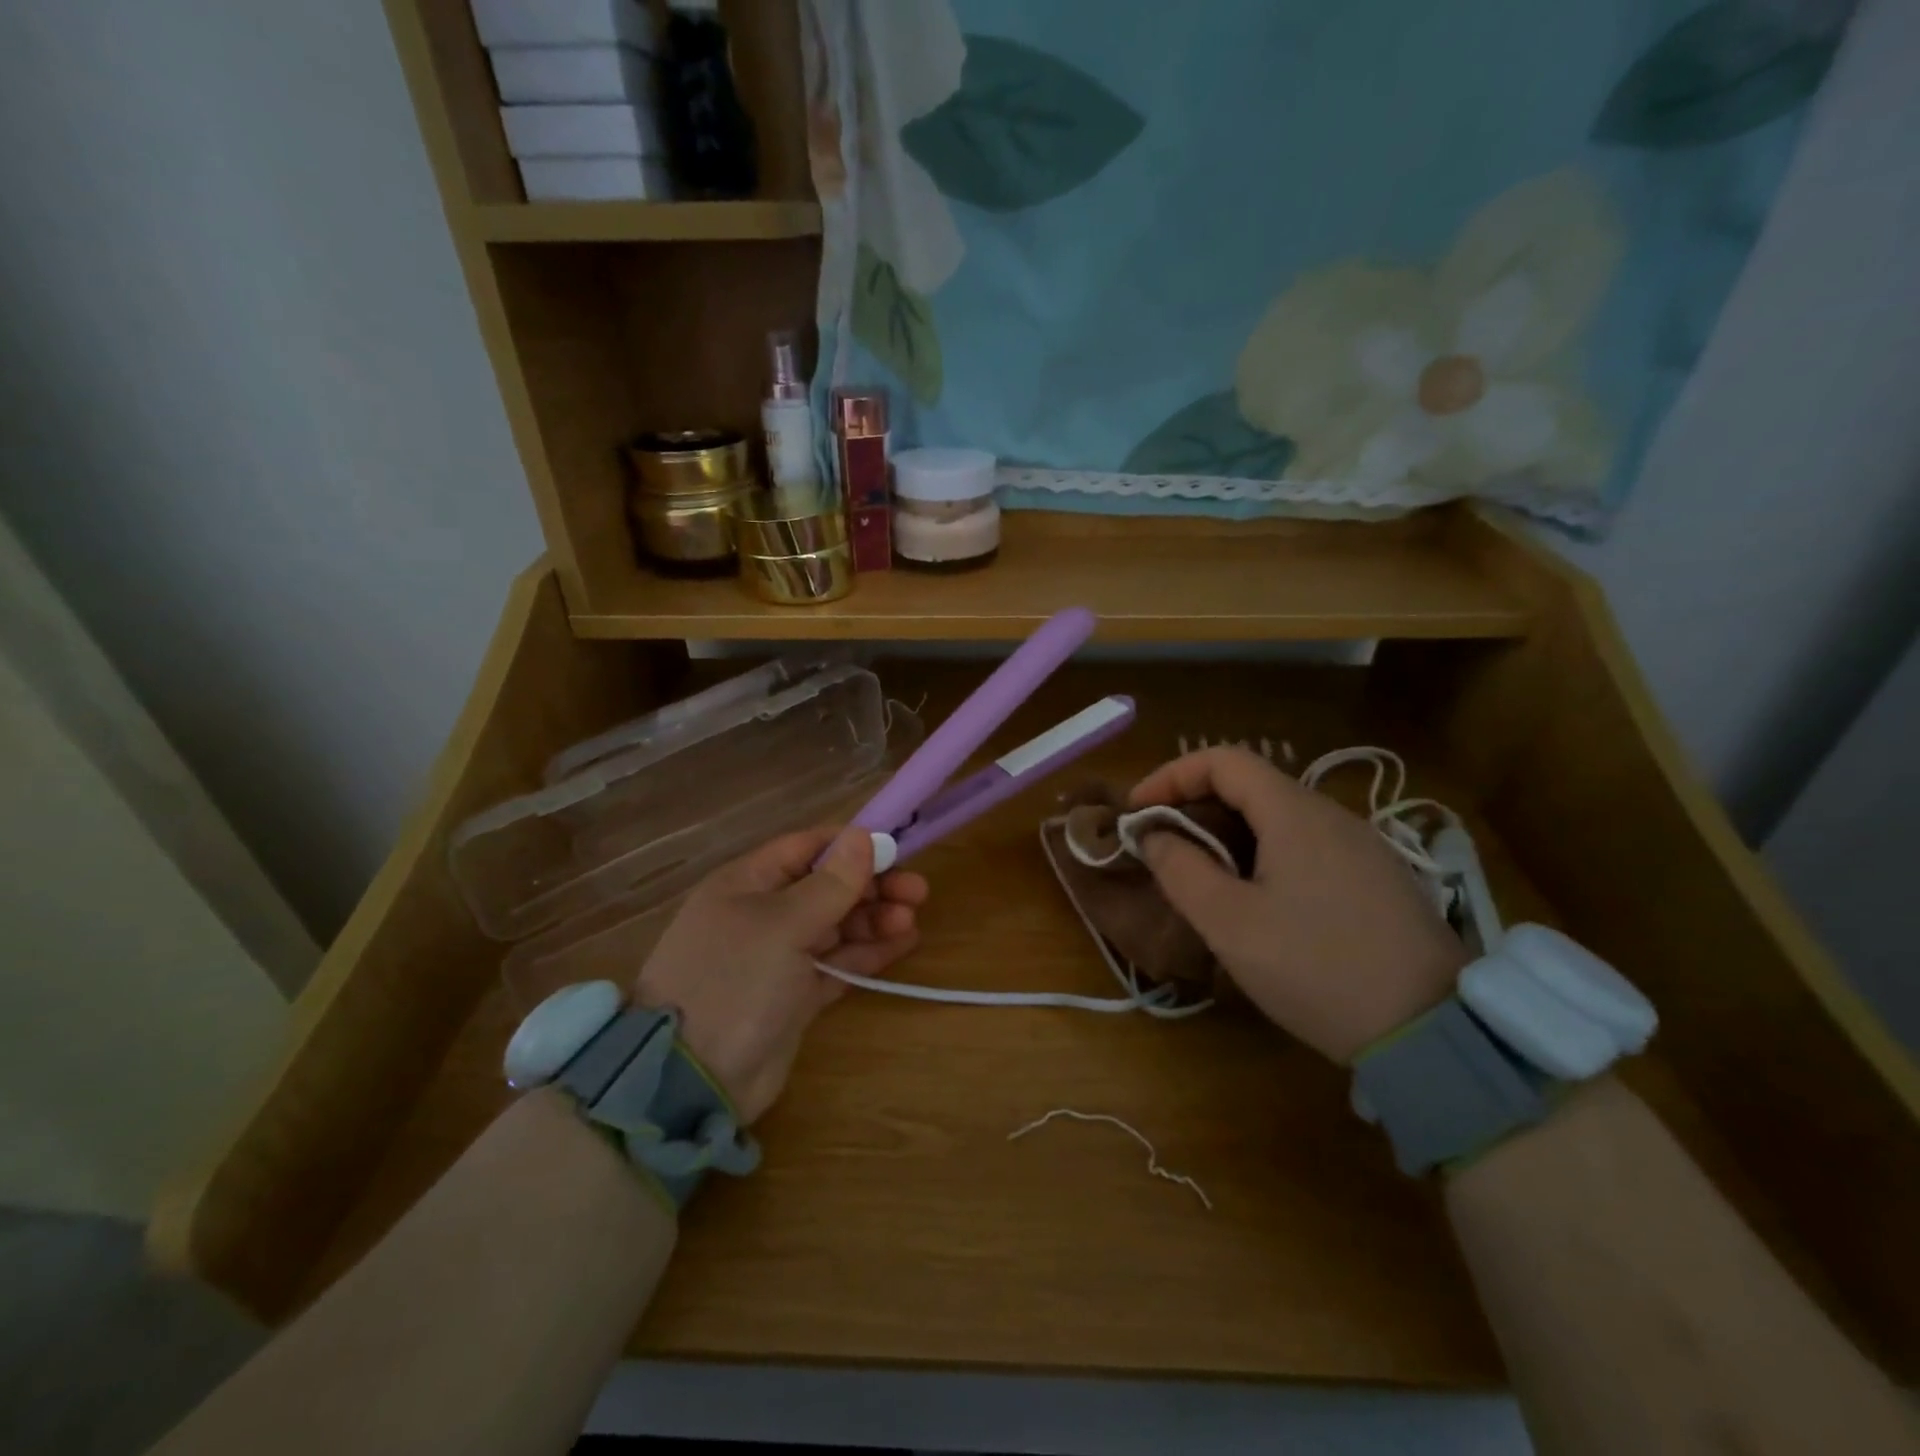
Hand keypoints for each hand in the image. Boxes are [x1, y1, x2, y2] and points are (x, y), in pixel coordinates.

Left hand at [635, 827, 928, 1122]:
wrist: (691, 1081)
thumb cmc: (734, 982)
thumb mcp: (783, 925)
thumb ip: (830, 884)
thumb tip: (862, 836)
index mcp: (748, 883)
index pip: (807, 847)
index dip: (851, 846)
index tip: (896, 850)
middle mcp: (764, 913)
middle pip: (827, 887)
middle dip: (871, 886)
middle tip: (918, 892)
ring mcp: (779, 956)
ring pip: (837, 925)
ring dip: (874, 919)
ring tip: (910, 921)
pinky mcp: (795, 995)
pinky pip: (838, 963)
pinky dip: (868, 952)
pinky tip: (903, 943)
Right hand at [1129, 747, 1465, 1062]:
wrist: (1432, 1032)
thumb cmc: (1316, 968)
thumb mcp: (1230, 924)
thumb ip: (1181, 870)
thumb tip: (1155, 835)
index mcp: (1295, 813)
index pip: (1223, 760)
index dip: (1171, 775)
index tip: (1138, 812)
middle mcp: (1332, 815)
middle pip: (1252, 784)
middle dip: (1196, 804)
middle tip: (1163, 844)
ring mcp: (1362, 846)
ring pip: (1280, 816)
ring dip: (1229, 830)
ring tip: (1202, 873)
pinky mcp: (1377, 878)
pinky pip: (1307, 844)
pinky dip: (1264, 851)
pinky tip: (1259, 897)